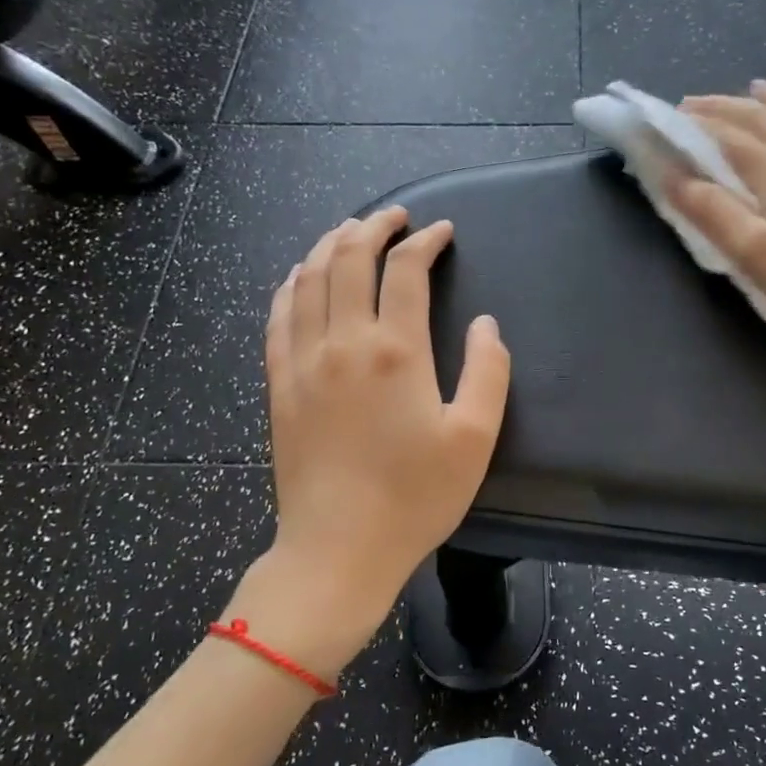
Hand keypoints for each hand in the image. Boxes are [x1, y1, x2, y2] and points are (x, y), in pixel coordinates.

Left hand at [236, 207, 510, 675]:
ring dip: (329, 245)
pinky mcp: (279, 384)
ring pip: (307, 279)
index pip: (405, 271)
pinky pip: (278, 316)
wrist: (339, 549)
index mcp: (396, 351)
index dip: (424, 241)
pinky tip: (299, 277)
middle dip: (373, 227)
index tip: (441, 232)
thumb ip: (488, 373)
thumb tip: (486, 325)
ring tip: (349, 231)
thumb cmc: (415, 497)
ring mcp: (303, 361)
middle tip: (394, 217)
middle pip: (349, 260)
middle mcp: (343, 342)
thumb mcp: (474, 438)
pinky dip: (290, 284)